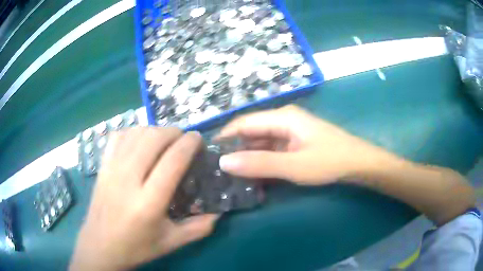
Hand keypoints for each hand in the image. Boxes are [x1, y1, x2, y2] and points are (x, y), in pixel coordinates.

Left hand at [70, 128, 217, 270]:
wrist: (100, 245)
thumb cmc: (136, 247)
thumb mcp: (170, 242)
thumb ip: (198, 228)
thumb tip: (219, 212)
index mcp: (148, 203)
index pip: (173, 161)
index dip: (189, 143)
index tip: (198, 139)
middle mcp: (128, 180)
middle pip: (153, 138)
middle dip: (173, 132)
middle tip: (183, 140)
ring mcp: (111, 169)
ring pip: (136, 133)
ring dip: (155, 130)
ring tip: (164, 140)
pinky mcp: (102, 166)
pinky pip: (118, 136)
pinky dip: (134, 132)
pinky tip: (140, 141)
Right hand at [217, 105, 392, 184]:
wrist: (358, 164)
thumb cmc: (329, 161)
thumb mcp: (293, 166)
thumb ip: (259, 163)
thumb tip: (224, 163)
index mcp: (282, 118)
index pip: (243, 123)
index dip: (224, 137)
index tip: (208, 154)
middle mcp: (283, 121)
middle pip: (251, 133)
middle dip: (235, 151)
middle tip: (218, 171)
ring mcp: (289, 133)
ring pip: (260, 144)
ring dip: (249, 160)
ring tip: (232, 178)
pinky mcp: (294, 144)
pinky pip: (271, 152)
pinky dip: (262, 164)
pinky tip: (254, 179)